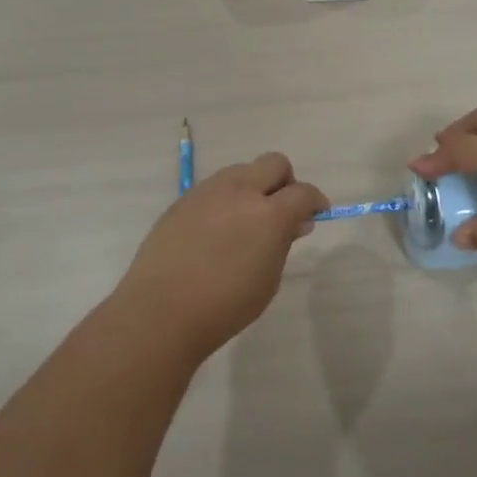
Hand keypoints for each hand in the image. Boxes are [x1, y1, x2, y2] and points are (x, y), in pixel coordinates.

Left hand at [115, 153, 328, 359]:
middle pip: (274, 164)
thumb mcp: (268, 280)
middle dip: (285, 182)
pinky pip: (213, 188)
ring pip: (241, 171)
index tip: (316, 215)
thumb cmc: (225, 305)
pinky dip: (225, 201)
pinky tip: (216, 232)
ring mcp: (207, 192)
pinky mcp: (182, 201)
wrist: (160, 311)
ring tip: (246, 222)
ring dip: (253, 188)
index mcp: (269, 213)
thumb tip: (295, 223)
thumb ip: (283, 243)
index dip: (315, 202)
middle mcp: (239, 191)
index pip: (303, 192)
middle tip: (282, 211)